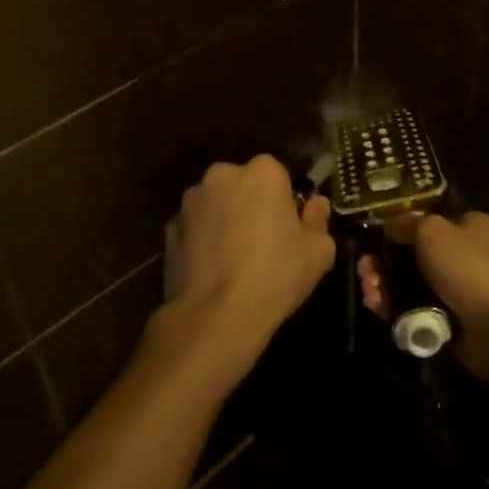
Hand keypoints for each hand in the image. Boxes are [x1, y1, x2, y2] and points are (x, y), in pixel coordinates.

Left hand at [160, 155, 335, 382]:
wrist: (217, 316)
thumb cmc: (276, 276)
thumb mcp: (318, 252)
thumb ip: (319, 220)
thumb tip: (316, 204)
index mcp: (262, 172)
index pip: (277, 175)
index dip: (284, 201)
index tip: (288, 228)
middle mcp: (222, 174)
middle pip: (243, 184)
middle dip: (251, 204)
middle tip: (262, 241)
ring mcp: (191, 200)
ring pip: (216, 203)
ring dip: (224, 219)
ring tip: (234, 259)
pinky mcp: (169, 228)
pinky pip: (194, 227)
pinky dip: (202, 239)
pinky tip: (212, 269)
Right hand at [359, 211, 488, 386]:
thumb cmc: (470, 269)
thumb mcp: (433, 232)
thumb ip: (407, 223)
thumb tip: (389, 225)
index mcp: (470, 225)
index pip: (428, 219)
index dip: (399, 226)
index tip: (374, 238)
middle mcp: (467, 253)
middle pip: (414, 252)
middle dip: (385, 262)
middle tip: (365, 271)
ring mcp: (460, 289)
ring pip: (412, 282)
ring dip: (386, 287)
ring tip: (371, 295)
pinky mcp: (453, 319)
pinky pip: (417, 309)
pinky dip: (399, 310)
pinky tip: (381, 311)